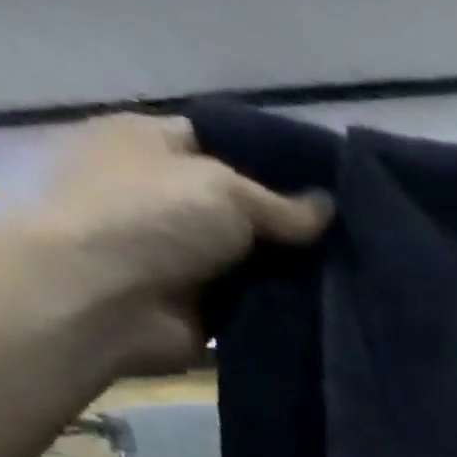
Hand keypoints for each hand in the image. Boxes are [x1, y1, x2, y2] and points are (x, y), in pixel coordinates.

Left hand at [27, 113, 332, 375]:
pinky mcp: (201, 308)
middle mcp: (167, 196)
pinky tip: (328, 312)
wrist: (103, 300)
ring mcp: (184, 256)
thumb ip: (285, 205)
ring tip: (352, 278)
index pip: (228, 144)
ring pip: (256, 262)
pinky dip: (283, 310)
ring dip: (293, 273)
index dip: (279, 164)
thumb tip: (330, 208)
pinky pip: (255, 305)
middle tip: (352, 239)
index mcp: (154, 144)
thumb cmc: (151, 218)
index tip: (333, 188)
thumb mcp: (227, 190)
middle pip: (247, 209)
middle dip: (294, 227)